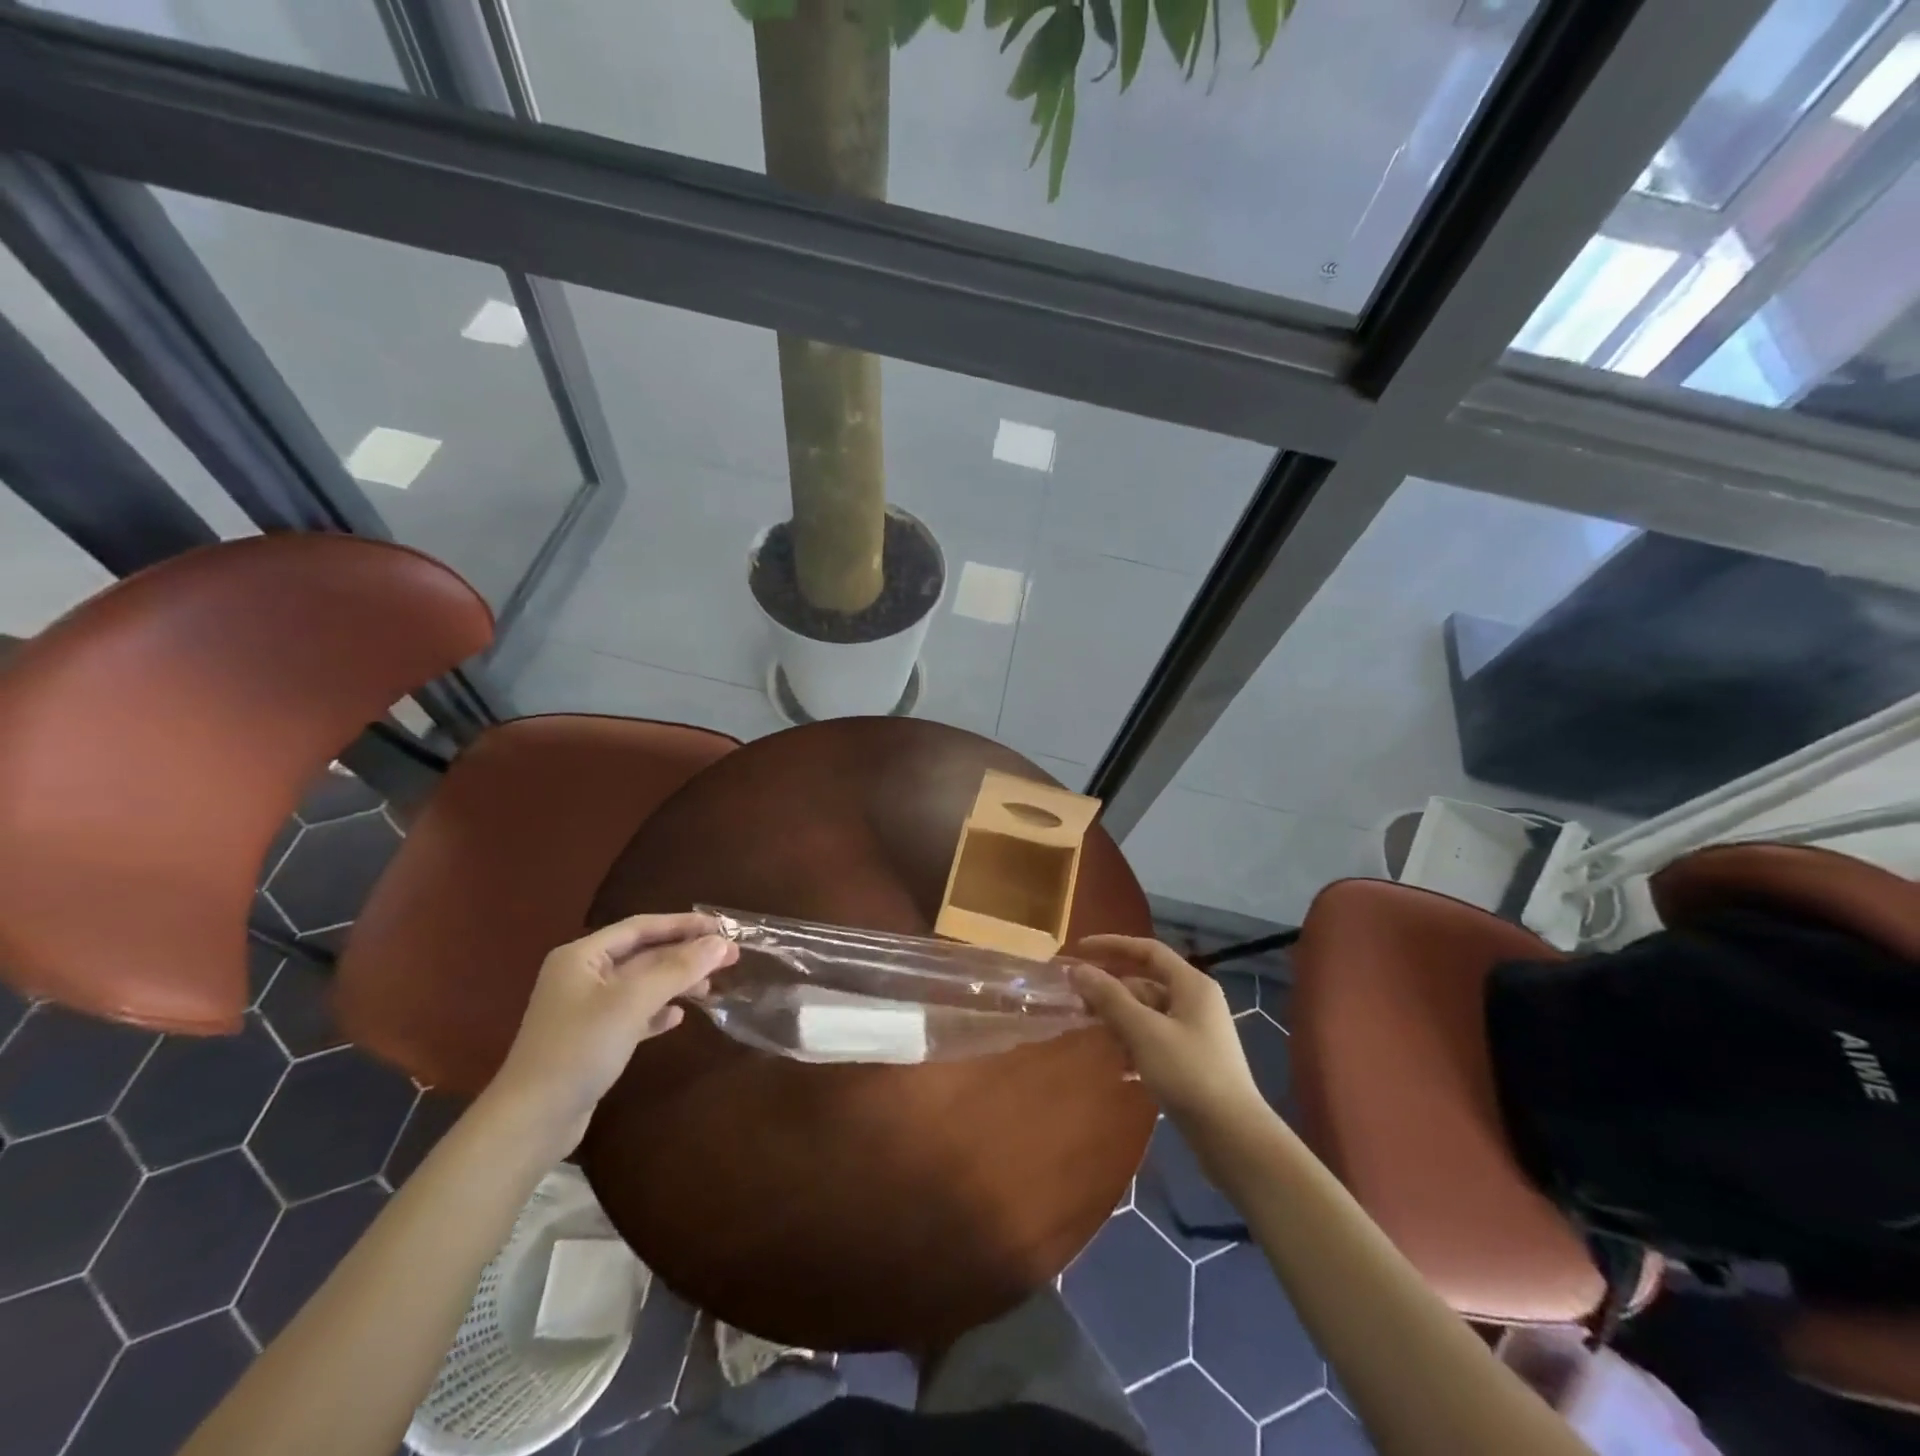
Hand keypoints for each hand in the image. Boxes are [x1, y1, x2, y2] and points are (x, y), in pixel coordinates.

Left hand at [486, 914, 737, 1155]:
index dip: (682, 924)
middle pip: (643, 955)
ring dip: (676, 983)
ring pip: (642, 985)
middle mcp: (582, 976)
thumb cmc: (578, 1049)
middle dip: (685, 954)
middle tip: (730, 956)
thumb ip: (678, 969)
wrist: (531, 1121)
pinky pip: (633, 1014)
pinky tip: (678, 1018)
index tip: (721, 927)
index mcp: (582, 956)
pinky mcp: (592, 1040)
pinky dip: (658, 1012)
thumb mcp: (632, 1002)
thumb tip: (721, 943)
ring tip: (711, 988)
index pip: (640, 927)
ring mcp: (586, 1010)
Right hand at [1071, 936, 1267, 1132]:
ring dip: (1121, 1023)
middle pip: (1145, 983)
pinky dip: (1135, 1047)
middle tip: (1078, 1004)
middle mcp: (1196, 1001)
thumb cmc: (1189, 1073)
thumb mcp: (1144, 1032)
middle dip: (1112, 993)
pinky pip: (1155, 1040)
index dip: (1112, 946)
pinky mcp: (1192, 1060)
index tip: (1079, 951)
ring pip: (1147, 1014)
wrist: (1233, 1137)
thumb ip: (1109, 998)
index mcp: (1191, 984)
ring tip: (1099, 1040)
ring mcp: (1195, 1032)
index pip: (1147, 950)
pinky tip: (1122, 1069)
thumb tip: (1078, 970)